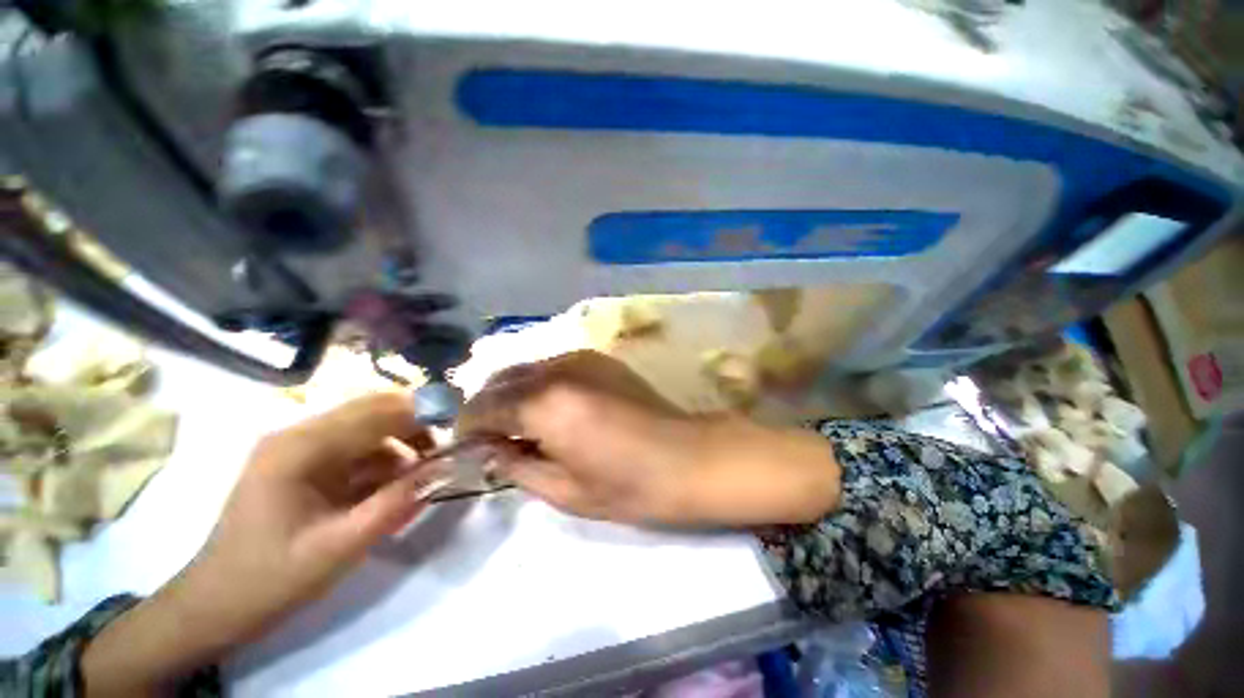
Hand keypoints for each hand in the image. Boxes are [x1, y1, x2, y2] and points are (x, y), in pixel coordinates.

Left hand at [83, 392, 442, 695]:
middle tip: (445, 449)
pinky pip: (357, 446)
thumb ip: (396, 503)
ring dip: (402, 441)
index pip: (373, 411)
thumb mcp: (341, 546)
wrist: (218, 603)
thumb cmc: (273, 576)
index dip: (421, 411)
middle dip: (415, 424)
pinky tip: (395, 482)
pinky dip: (384, 457)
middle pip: (372, 409)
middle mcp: (298, 435)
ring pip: (368, 425)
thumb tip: (444, 467)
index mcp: (299, 448)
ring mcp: (299, 446)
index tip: (459, 421)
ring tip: (423, 471)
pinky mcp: (304, 461)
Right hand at [458, 351, 840, 526]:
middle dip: (487, 405)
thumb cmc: (628, 485)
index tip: (469, 447)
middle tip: (492, 436)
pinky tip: (553, 407)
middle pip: (502, 378)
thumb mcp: (564, 490)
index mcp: (546, 404)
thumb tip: (493, 449)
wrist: (688, 458)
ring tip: (522, 423)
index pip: (484, 405)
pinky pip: (553, 365)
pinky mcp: (599, 358)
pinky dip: (539, 383)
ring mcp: (581, 357)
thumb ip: (517, 466)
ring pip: (527, 368)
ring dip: (514, 392)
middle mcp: (559, 369)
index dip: (468, 427)